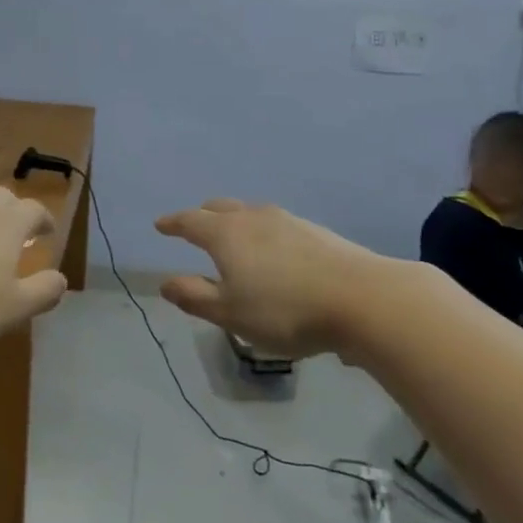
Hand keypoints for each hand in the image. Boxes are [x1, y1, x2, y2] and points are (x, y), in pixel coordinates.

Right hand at [154, 199, 388, 359]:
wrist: (362, 298)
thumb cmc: (286, 310)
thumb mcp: (231, 314)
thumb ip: (195, 297)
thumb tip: (165, 283)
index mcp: (226, 235)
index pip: (191, 221)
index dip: (173, 223)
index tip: (160, 225)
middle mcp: (253, 218)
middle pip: (220, 208)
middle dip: (202, 216)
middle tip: (193, 225)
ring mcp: (287, 220)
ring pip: (250, 213)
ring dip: (234, 221)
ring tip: (233, 237)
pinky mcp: (315, 231)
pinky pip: (275, 224)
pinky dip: (261, 232)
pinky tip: (272, 251)